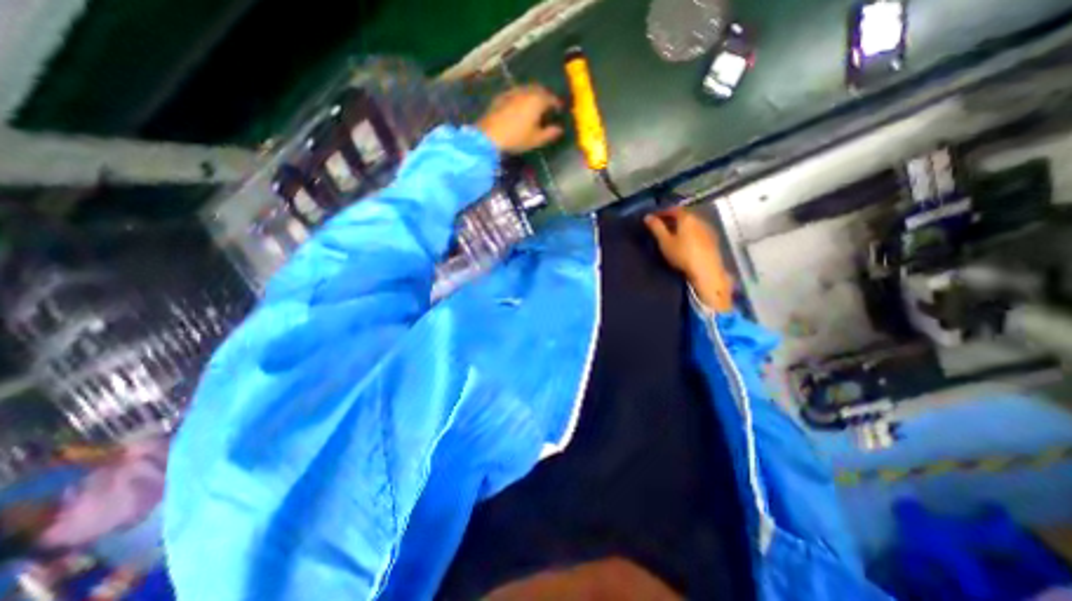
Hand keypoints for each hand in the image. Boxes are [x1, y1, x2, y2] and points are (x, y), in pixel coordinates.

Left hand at [475, 84, 560, 151]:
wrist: (489, 135)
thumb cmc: (517, 138)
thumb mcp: (536, 139)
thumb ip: (550, 133)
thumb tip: (559, 129)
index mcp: (537, 100)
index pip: (551, 98)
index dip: (557, 104)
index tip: (559, 110)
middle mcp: (526, 91)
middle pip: (539, 90)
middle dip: (545, 96)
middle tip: (547, 106)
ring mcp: (512, 92)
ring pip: (526, 90)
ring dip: (532, 96)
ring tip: (534, 107)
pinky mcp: (501, 97)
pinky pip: (515, 94)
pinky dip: (521, 98)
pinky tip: (519, 108)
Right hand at [640, 205, 733, 310]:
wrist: (706, 271)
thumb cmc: (682, 254)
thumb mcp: (665, 242)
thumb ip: (656, 228)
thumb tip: (647, 216)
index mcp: (687, 218)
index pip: (673, 209)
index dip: (662, 212)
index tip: (653, 218)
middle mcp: (699, 219)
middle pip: (684, 215)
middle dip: (672, 219)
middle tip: (661, 226)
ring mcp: (708, 230)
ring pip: (692, 223)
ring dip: (681, 226)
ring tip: (672, 235)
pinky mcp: (712, 240)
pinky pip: (697, 231)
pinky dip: (689, 233)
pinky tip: (685, 242)